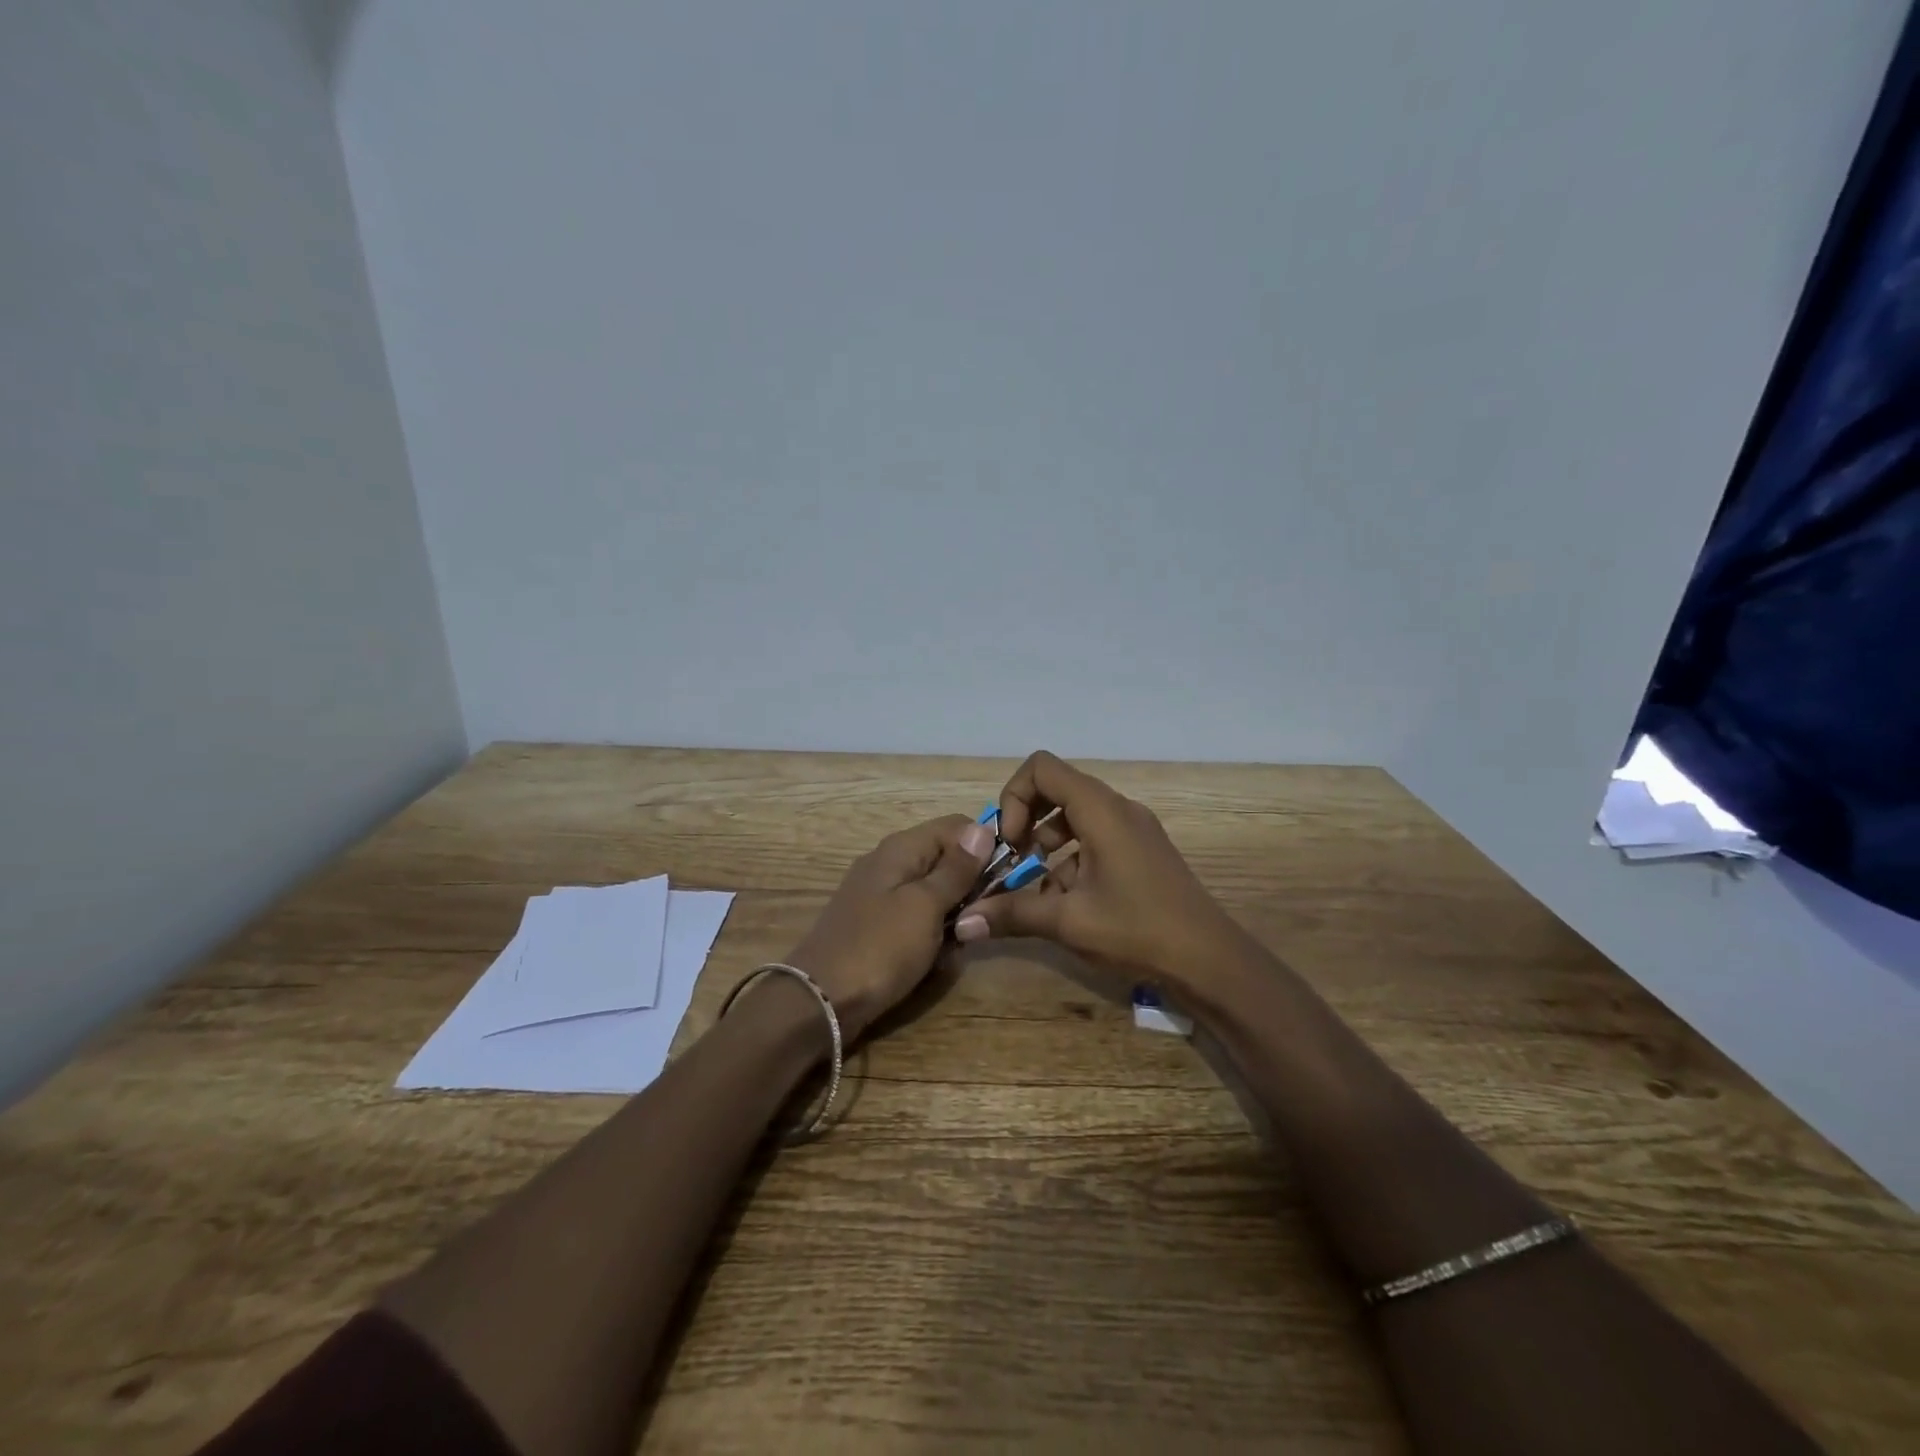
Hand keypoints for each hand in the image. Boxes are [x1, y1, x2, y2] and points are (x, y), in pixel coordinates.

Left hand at [784, 813, 995, 1041]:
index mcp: (901, 848)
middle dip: (971, 887)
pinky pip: (919, 919)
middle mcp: (891, 863)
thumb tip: (983, 827)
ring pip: (936, 893)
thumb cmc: (879, 948)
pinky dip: (932, 935)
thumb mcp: (925, 906)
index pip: (957, 827)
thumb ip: (956, 869)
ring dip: (954, 916)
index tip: (1007, 879)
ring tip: (957, 944)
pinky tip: (936, 959)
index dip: (985, 847)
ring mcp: (882, 896)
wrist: (820, 1002)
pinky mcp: (879, 926)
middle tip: (980, 919)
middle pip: (947, 859)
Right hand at [952, 751, 1245, 987]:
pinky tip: (1067, 902)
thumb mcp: (1068, 921)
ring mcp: (1133, 828)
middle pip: (1057, 788)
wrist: (1210, 960)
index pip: (1042, 767)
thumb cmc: (1138, 929)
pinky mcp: (1141, 850)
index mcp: (1100, 809)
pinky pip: (1095, 837)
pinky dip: (1071, 859)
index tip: (1010, 842)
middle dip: (1027, 821)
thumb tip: (962, 923)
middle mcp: (1117, 808)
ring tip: (1037, 889)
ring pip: (1075, 816)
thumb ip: (1012, 914)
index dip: (1014, 797)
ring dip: (1047, 845)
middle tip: (1015, 861)